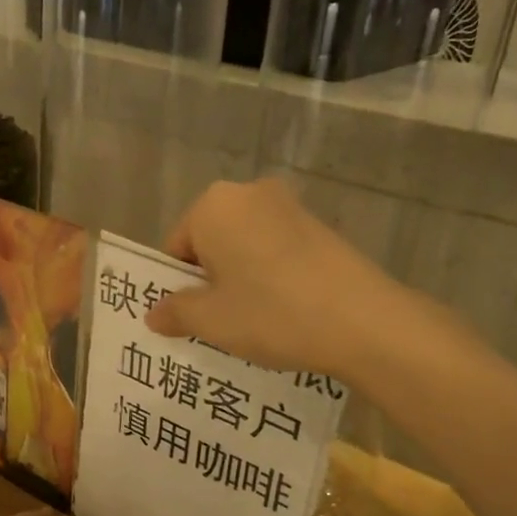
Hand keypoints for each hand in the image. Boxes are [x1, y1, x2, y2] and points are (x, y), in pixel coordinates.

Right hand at [145, 179, 397, 378]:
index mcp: (213, 205)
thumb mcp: (210, 320)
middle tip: (219, 322)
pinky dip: (271, 276)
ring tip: (254, 321)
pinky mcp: (321, 226)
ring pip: (245, 247)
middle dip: (209, 280)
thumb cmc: (270, 313)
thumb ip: (174, 312)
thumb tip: (154, 313)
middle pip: (211, 242)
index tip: (192, 318)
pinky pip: (276, 251)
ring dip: (240, 279)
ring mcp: (290, 207)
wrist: (363, 321)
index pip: (176, 246)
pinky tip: (285, 310)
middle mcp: (250, 193)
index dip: (178, 286)